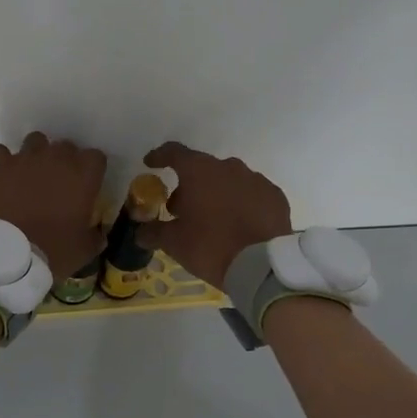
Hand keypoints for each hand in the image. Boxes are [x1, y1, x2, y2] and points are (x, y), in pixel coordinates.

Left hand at [0, 133, 107, 279]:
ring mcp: (24, 158)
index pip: (96, 157)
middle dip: (64, 162)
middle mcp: (56, 158)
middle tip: (58, 184)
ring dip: (36, 156)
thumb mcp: (85, 250)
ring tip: (30, 176)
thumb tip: (98, 232)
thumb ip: (95, 235)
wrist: (7, 256)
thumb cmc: (54, 252)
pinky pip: (0, 152)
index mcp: (84, 175)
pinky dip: (2, 163)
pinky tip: (2, 179)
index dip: (91, 171)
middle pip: (66, 146)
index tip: (87, 186)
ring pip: (35, 141)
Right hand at [141, 142, 291, 289]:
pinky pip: (251, 194)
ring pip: (229, 181)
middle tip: (181, 211)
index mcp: (200, 172)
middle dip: (189, 187)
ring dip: (216, 195)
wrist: (262, 265)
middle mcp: (229, 167)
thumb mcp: (174, 243)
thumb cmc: (211, 246)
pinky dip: (240, 204)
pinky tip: (238, 224)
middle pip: (202, 170)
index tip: (151, 164)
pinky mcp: (275, 196)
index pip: (174, 152)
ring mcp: (255, 180)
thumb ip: (154, 232)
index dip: (160, 156)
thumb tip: (140, 233)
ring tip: (211, 220)